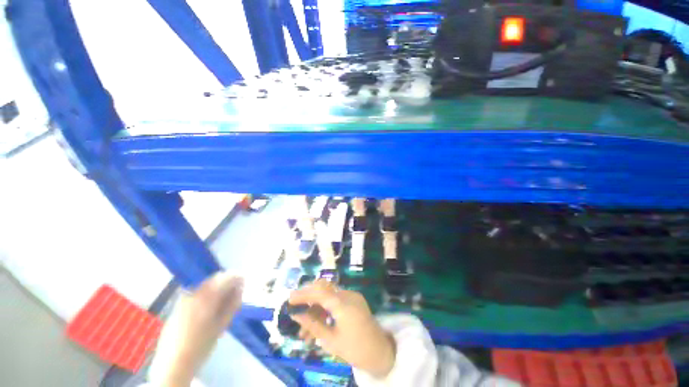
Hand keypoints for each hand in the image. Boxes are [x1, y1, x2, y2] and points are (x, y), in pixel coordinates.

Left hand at [148, 272, 243, 386]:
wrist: (173, 363)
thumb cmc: (201, 345)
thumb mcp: (222, 325)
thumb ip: (232, 304)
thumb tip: (240, 289)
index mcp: (207, 297)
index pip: (226, 278)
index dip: (237, 278)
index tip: (244, 282)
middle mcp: (195, 293)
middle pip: (214, 280)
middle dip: (227, 282)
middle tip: (235, 292)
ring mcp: (184, 299)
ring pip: (205, 286)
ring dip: (217, 288)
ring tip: (223, 301)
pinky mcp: (178, 306)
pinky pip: (197, 294)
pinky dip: (207, 295)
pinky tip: (209, 308)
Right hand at [289, 280, 395, 378]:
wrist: (380, 352)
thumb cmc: (355, 349)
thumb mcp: (331, 340)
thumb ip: (312, 325)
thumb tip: (296, 315)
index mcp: (343, 304)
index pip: (319, 292)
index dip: (303, 294)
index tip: (289, 300)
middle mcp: (347, 294)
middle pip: (323, 288)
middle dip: (308, 298)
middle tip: (295, 311)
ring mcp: (351, 296)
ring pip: (328, 296)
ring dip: (315, 309)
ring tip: (303, 332)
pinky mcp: (353, 300)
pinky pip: (335, 301)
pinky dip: (324, 310)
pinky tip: (316, 326)